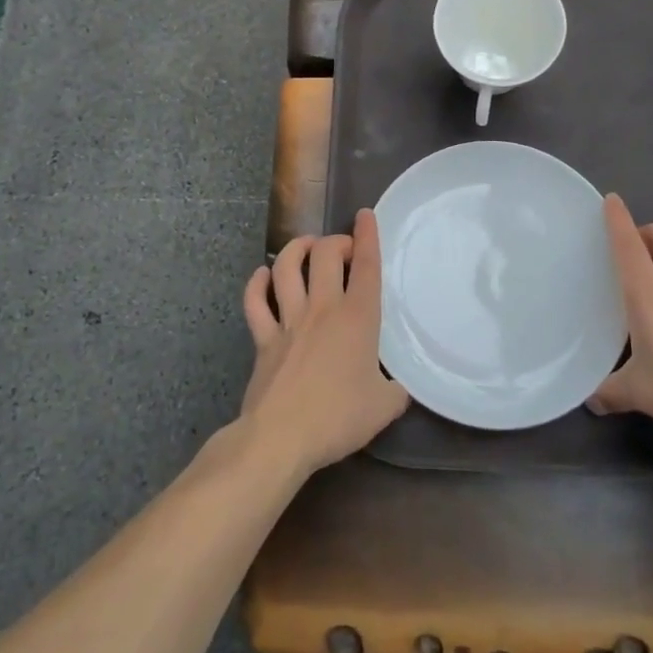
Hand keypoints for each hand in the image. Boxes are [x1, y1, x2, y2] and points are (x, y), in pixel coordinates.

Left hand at [239, 210, 409, 478]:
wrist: (281, 437)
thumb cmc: (339, 417)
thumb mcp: (384, 407)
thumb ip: (395, 391)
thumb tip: (397, 388)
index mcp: (357, 317)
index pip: (366, 265)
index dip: (367, 236)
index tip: (365, 215)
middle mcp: (322, 308)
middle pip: (325, 254)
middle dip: (335, 241)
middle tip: (342, 249)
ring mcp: (288, 320)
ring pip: (286, 267)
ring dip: (295, 249)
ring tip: (305, 246)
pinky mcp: (263, 338)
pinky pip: (255, 301)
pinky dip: (257, 283)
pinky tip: (263, 276)